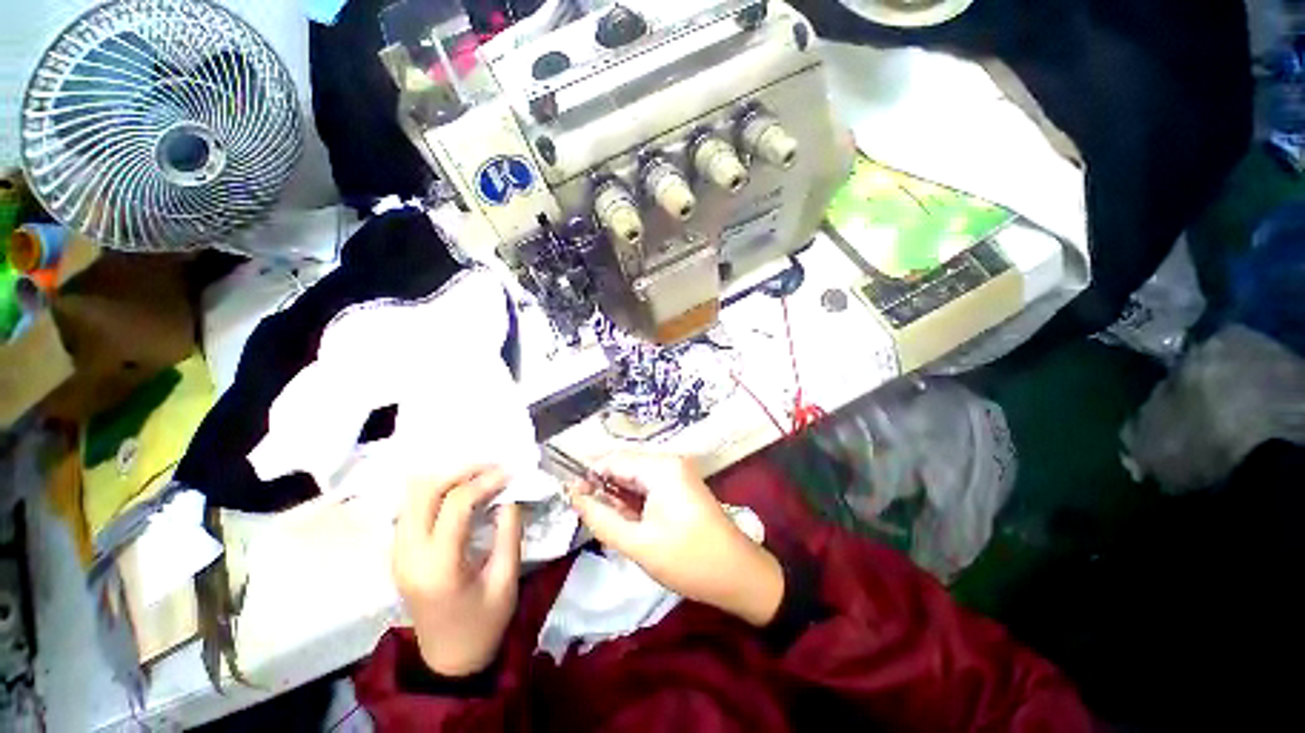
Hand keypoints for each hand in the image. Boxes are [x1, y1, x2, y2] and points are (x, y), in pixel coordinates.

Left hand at [392, 466, 522, 676]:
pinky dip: (434, 494)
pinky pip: (411, 510)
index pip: (455, 505)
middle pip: (423, 492)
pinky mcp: (398, 555)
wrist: (449, 659)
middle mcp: (408, 555)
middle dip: (459, 472)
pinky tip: (459, 494)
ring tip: (477, 477)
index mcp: (438, 566)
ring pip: (411, 497)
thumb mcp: (506, 578)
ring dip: (445, 480)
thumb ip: (509, 532)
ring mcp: (397, 555)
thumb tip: (509, 496)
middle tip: (490, 467)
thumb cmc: (484, 622)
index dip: (484, 481)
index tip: (509, 473)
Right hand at [567, 453, 783, 625]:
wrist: (738, 574)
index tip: (568, 497)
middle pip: (625, 466)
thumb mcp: (638, 543)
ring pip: (635, 477)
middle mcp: (670, 462)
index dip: (588, 475)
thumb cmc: (688, 559)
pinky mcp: (681, 486)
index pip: (614, 459)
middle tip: (585, 514)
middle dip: (603, 487)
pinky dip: (633, 500)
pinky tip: (626, 520)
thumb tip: (574, 496)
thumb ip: (601, 518)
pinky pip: (649, 486)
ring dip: (617, 495)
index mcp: (661, 467)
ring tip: (604, 521)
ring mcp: (678, 473)